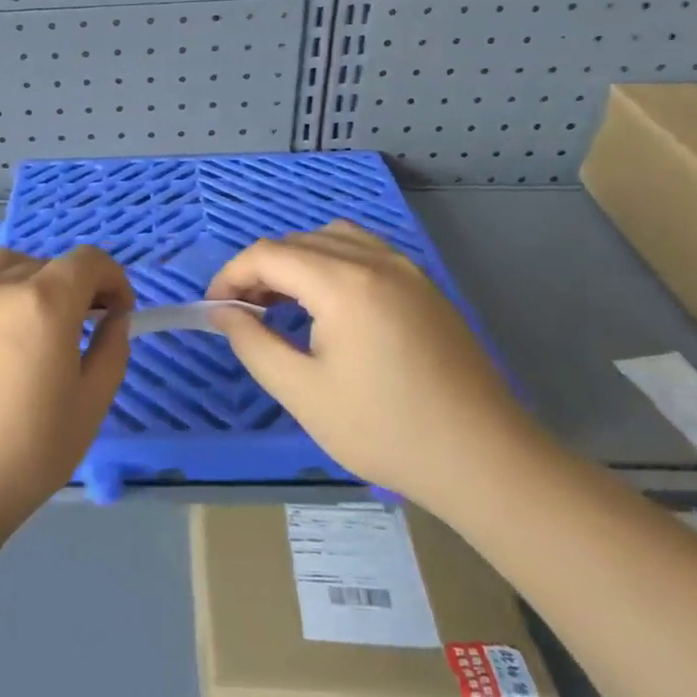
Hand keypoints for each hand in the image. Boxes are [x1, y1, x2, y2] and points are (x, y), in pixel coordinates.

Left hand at [0, 246, 133, 538]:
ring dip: (22, 280)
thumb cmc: (24, 457)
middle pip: (44, 264)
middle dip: (70, 288)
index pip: (88, 261)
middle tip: (73, 329)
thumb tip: (114, 317)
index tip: (116, 311)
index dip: (112, 279)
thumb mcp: (89, 408)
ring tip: (23, 319)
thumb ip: (111, 351)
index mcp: (44, 304)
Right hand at [206, 221, 537, 501]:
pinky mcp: (424, 286)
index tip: (215, 309)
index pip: (268, 254)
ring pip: (332, 238)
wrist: (482, 458)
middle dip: (260, 269)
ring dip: (296, 261)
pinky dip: (331, 263)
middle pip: (298, 242)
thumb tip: (223, 312)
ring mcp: (406, 269)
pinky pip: (364, 251)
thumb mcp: (302, 392)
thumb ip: (252, 343)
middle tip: (243, 313)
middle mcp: (375, 261)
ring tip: (282, 303)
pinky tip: (329, 304)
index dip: (231, 275)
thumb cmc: (384, 429)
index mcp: (344, 283)